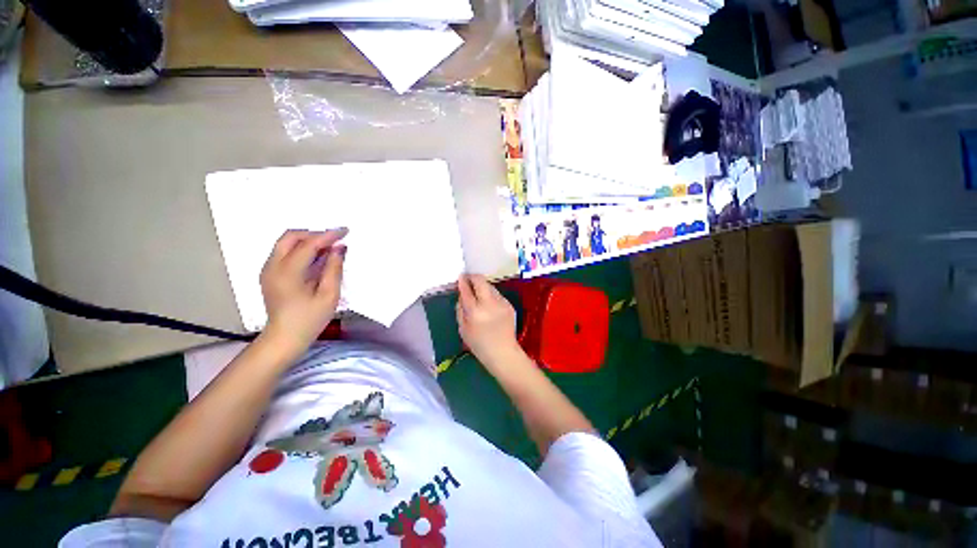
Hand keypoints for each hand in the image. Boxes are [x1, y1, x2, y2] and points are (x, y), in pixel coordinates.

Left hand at [260, 229, 347, 354]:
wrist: (284, 338)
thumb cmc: (309, 319)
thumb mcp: (329, 295)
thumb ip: (333, 269)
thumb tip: (339, 248)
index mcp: (288, 272)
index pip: (308, 245)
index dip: (328, 235)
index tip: (345, 230)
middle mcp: (273, 266)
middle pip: (290, 237)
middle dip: (314, 234)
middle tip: (334, 240)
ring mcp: (268, 270)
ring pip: (285, 243)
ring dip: (307, 240)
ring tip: (328, 248)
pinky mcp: (269, 275)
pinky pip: (284, 252)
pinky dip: (300, 249)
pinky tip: (315, 259)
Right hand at [456, 274, 524, 372]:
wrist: (503, 352)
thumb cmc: (479, 344)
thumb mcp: (463, 329)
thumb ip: (460, 309)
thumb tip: (461, 294)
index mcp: (475, 312)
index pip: (467, 290)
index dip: (463, 281)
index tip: (461, 277)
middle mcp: (489, 304)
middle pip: (481, 281)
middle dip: (473, 277)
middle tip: (469, 279)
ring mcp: (501, 303)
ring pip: (490, 287)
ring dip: (483, 287)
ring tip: (479, 294)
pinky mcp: (509, 305)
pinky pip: (497, 295)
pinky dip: (491, 296)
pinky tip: (489, 305)